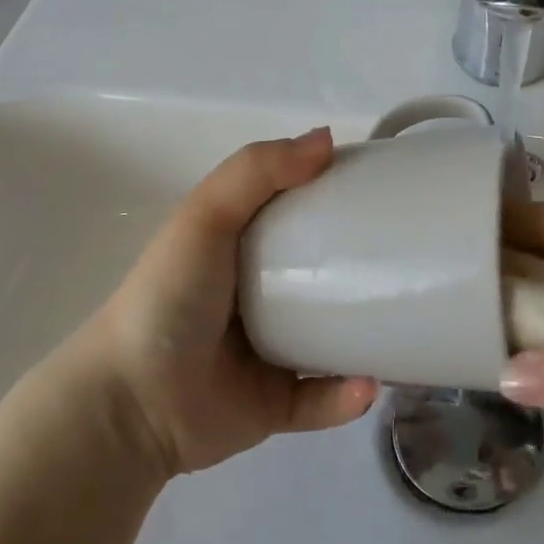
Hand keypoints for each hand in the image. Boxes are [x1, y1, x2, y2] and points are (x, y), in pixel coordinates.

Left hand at [63, 128, 378, 478]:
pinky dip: (347, 396)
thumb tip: (328, 138)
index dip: (341, 198)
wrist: (131, 401)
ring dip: (370, 337)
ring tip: (405, 327)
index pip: (302, 215)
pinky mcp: (276, 404)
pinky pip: (323, 399)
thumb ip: (258, 170)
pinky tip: (367, 386)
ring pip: (335, 341)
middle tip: (412, 262)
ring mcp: (272, 352)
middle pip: (328, 278)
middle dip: (369, 271)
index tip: (389, 191)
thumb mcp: (205, 217)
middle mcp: (263, 297)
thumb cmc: (169, 297)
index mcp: (246, 249)